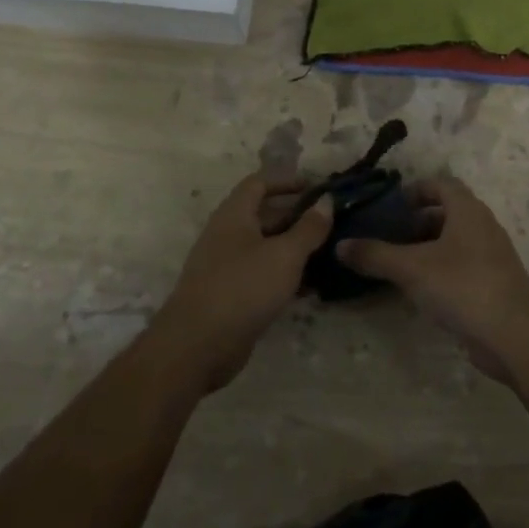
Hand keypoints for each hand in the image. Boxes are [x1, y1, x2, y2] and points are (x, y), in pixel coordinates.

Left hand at [151, 175, 331, 393]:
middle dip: (297, 217)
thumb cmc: (243, 288)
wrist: (197, 346)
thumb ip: (309, 228)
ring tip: (329, 253)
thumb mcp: (284, 255)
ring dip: (294, 248)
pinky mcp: (231, 295)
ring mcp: (227, 267)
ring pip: (266, 248)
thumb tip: (327, 201)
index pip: (259, 183)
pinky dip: (285, 275)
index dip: (287, 181)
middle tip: (331, 223)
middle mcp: (227, 235)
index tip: (316, 188)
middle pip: (264, 215)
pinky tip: (312, 287)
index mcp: (234, 215)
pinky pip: (262, 275)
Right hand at [337, 177, 528, 381]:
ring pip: (452, 241)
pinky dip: (437, 270)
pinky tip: (416, 290)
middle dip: (414, 222)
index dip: (414, 190)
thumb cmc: (463, 286)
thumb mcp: (412, 268)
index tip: (388, 207)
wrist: (515, 335)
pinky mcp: (491, 283)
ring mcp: (490, 256)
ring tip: (393, 263)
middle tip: (384, 236)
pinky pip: (459, 266)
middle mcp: (481, 226)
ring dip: (424, 248)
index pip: (440, 184)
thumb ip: (375, 255)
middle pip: (445, 212)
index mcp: (467, 210)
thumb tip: (339, 245)